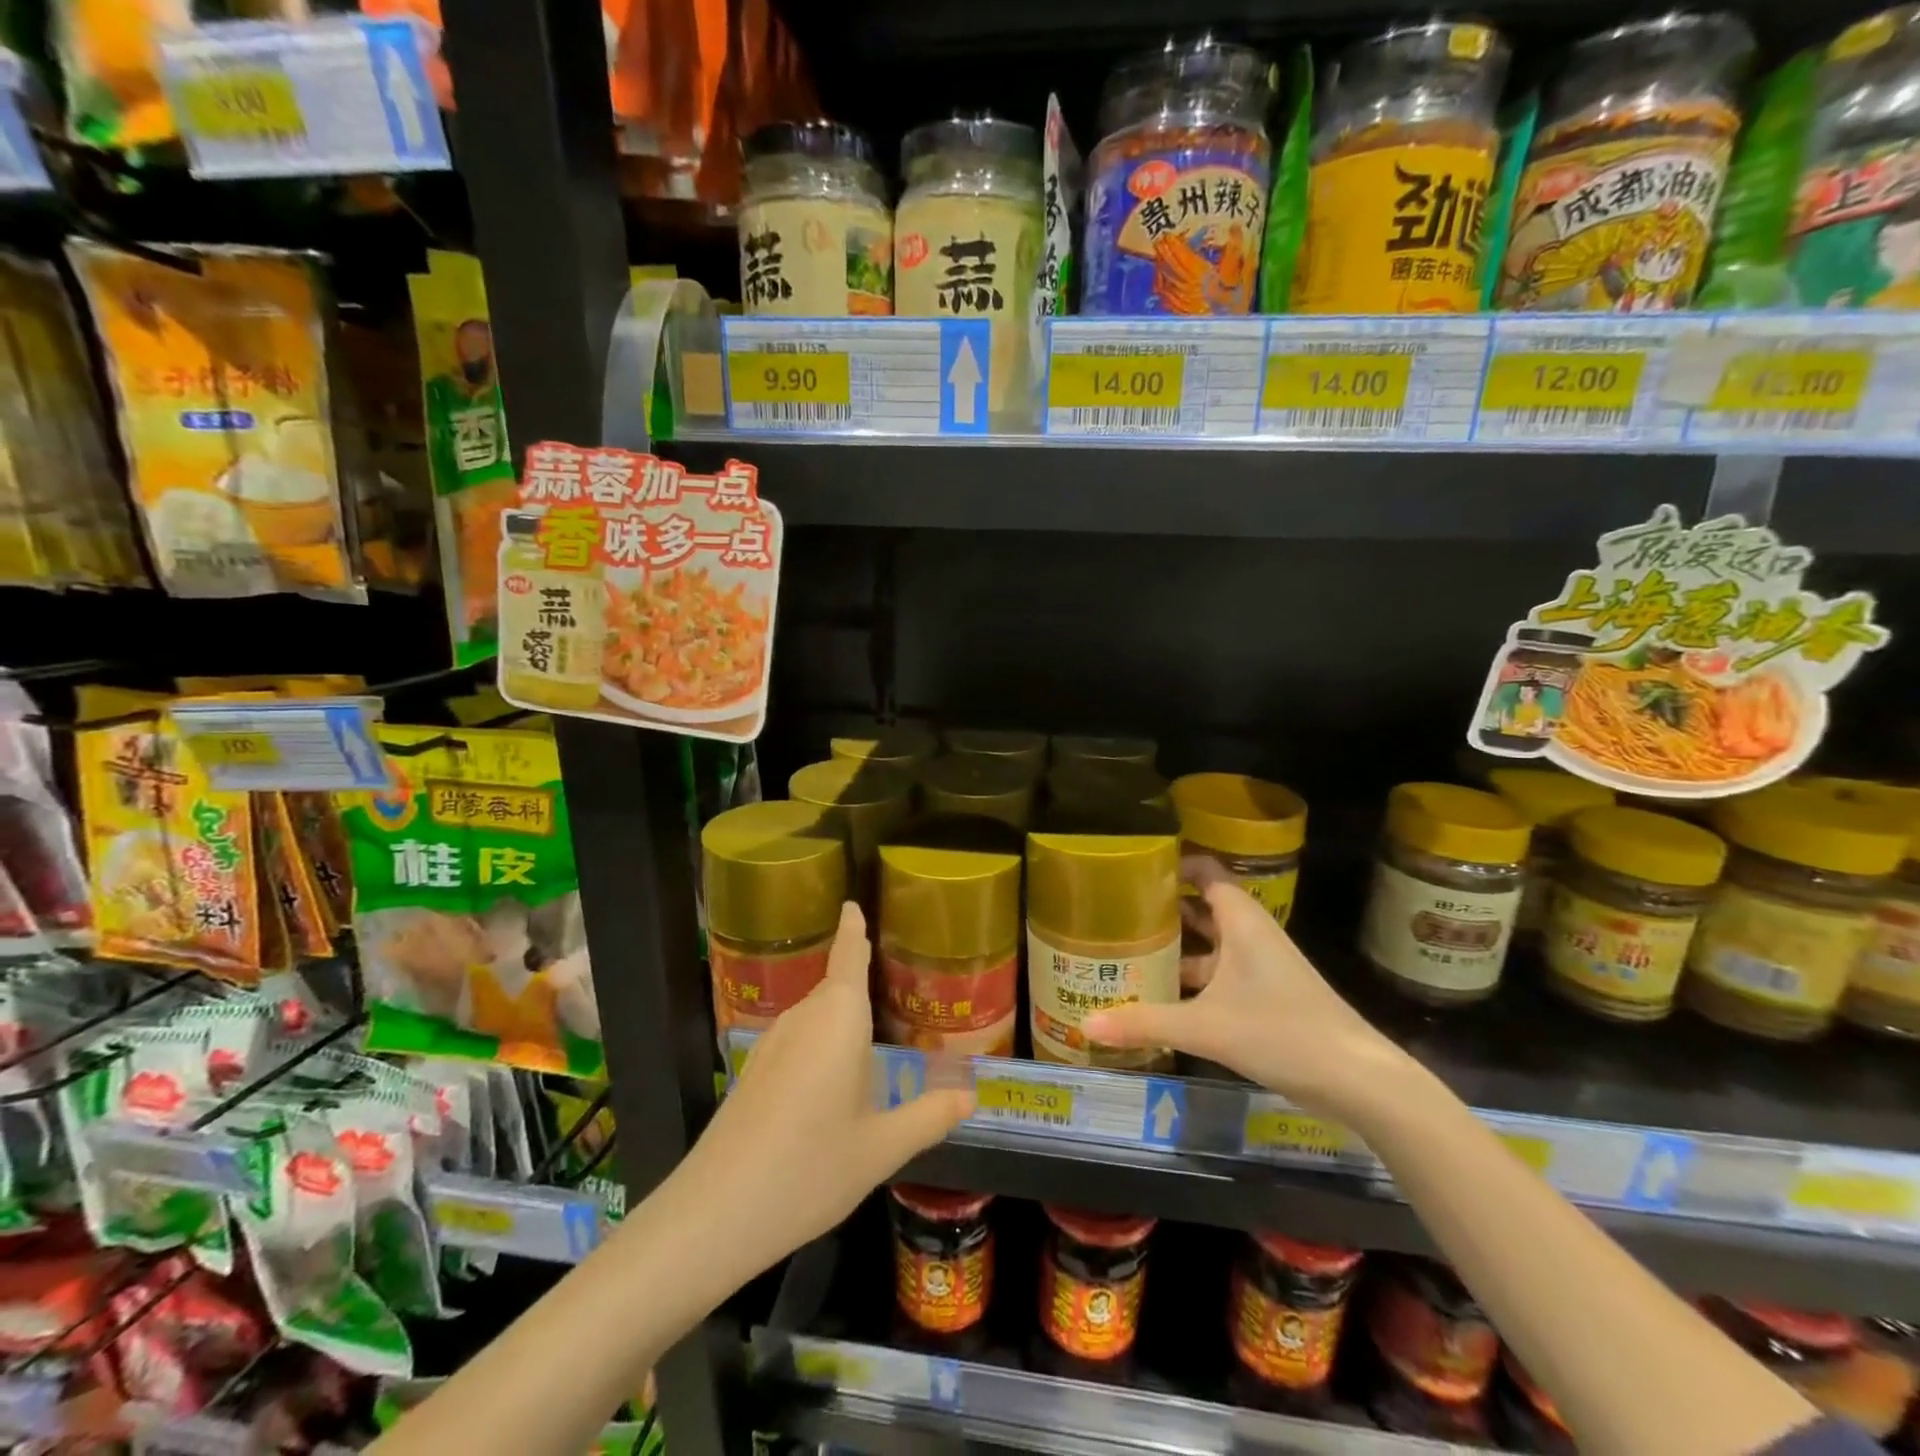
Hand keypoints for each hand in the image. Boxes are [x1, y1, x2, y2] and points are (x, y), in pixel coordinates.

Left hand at [677, 902, 973, 1277]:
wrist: (716, 1213)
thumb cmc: (811, 1168)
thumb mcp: (881, 1148)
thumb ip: (928, 1116)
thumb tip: (970, 1097)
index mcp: (838, 1017)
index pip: (849, 955)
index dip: (853, 928)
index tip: (852, 904)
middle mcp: (804, 1017)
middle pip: (836, 986)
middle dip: (862, 982)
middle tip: (901, 988)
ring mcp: (773, 1044)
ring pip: (817, 1016)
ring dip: (843, 1019)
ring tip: (878, 1035)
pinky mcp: (755, 1072)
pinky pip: (799, 1040)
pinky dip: (823, 1045)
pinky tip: (835, 1081)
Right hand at [1081, 859, 1412, 1118]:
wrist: (1358, 1080)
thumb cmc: (1282, 1032)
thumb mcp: (1205, 1028)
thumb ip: (1145, 1023)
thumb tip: (1085, 1025)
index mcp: (1241, 922)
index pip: (1205, 872)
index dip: (1173, 864)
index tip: (1133, 868)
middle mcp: (1251, 935)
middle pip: (1202, 907)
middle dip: (1164, 908)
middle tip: (1117, 911)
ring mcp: (1262, 966)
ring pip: (1211, 944)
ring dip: (1177, 946)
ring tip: (1130, 950)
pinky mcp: (1268, 996)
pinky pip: (1221, 973)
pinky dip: (1194, 978)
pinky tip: (1164, 996)